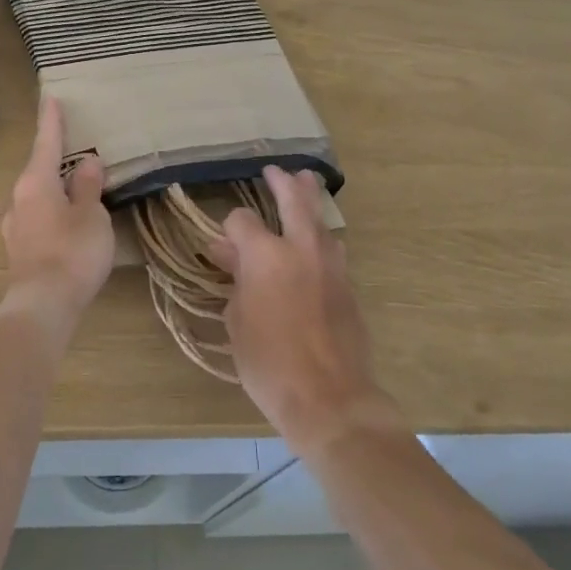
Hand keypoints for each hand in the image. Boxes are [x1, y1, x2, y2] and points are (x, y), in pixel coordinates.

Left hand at [0, 96, 114, 342]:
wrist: (43, 307)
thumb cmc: (72, 252)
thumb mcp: (91, 214)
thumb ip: (88, 186)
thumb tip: (87, 162)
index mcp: (35, 183)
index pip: (46, 142)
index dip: (52, 120)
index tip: (51, 97)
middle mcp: (19, 199)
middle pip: (40, 170)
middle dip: (57, 159)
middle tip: (76, 147)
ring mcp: (16, 227)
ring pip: (39, 196)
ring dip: (57, 188)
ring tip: (79, 188)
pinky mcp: (20, 251)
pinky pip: (39, 218)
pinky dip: (55, 211)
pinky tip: (69, 222)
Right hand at [210, 166, 400, 454]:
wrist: (328, 397)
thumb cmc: (268, 362)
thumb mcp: (237, 321)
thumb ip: (236, 280)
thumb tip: (229, 255)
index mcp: (265, 254)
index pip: (242, 220)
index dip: (229, 228)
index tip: (222, 243)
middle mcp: (300, 248)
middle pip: (294, 199)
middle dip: (282, 182)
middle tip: (276, 172)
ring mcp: (330, 264)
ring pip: (321, 219)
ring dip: (310, 201)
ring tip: (304, 186)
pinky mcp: (348, 284)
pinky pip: (333, 246)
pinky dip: (322, 235)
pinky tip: (316, 239)